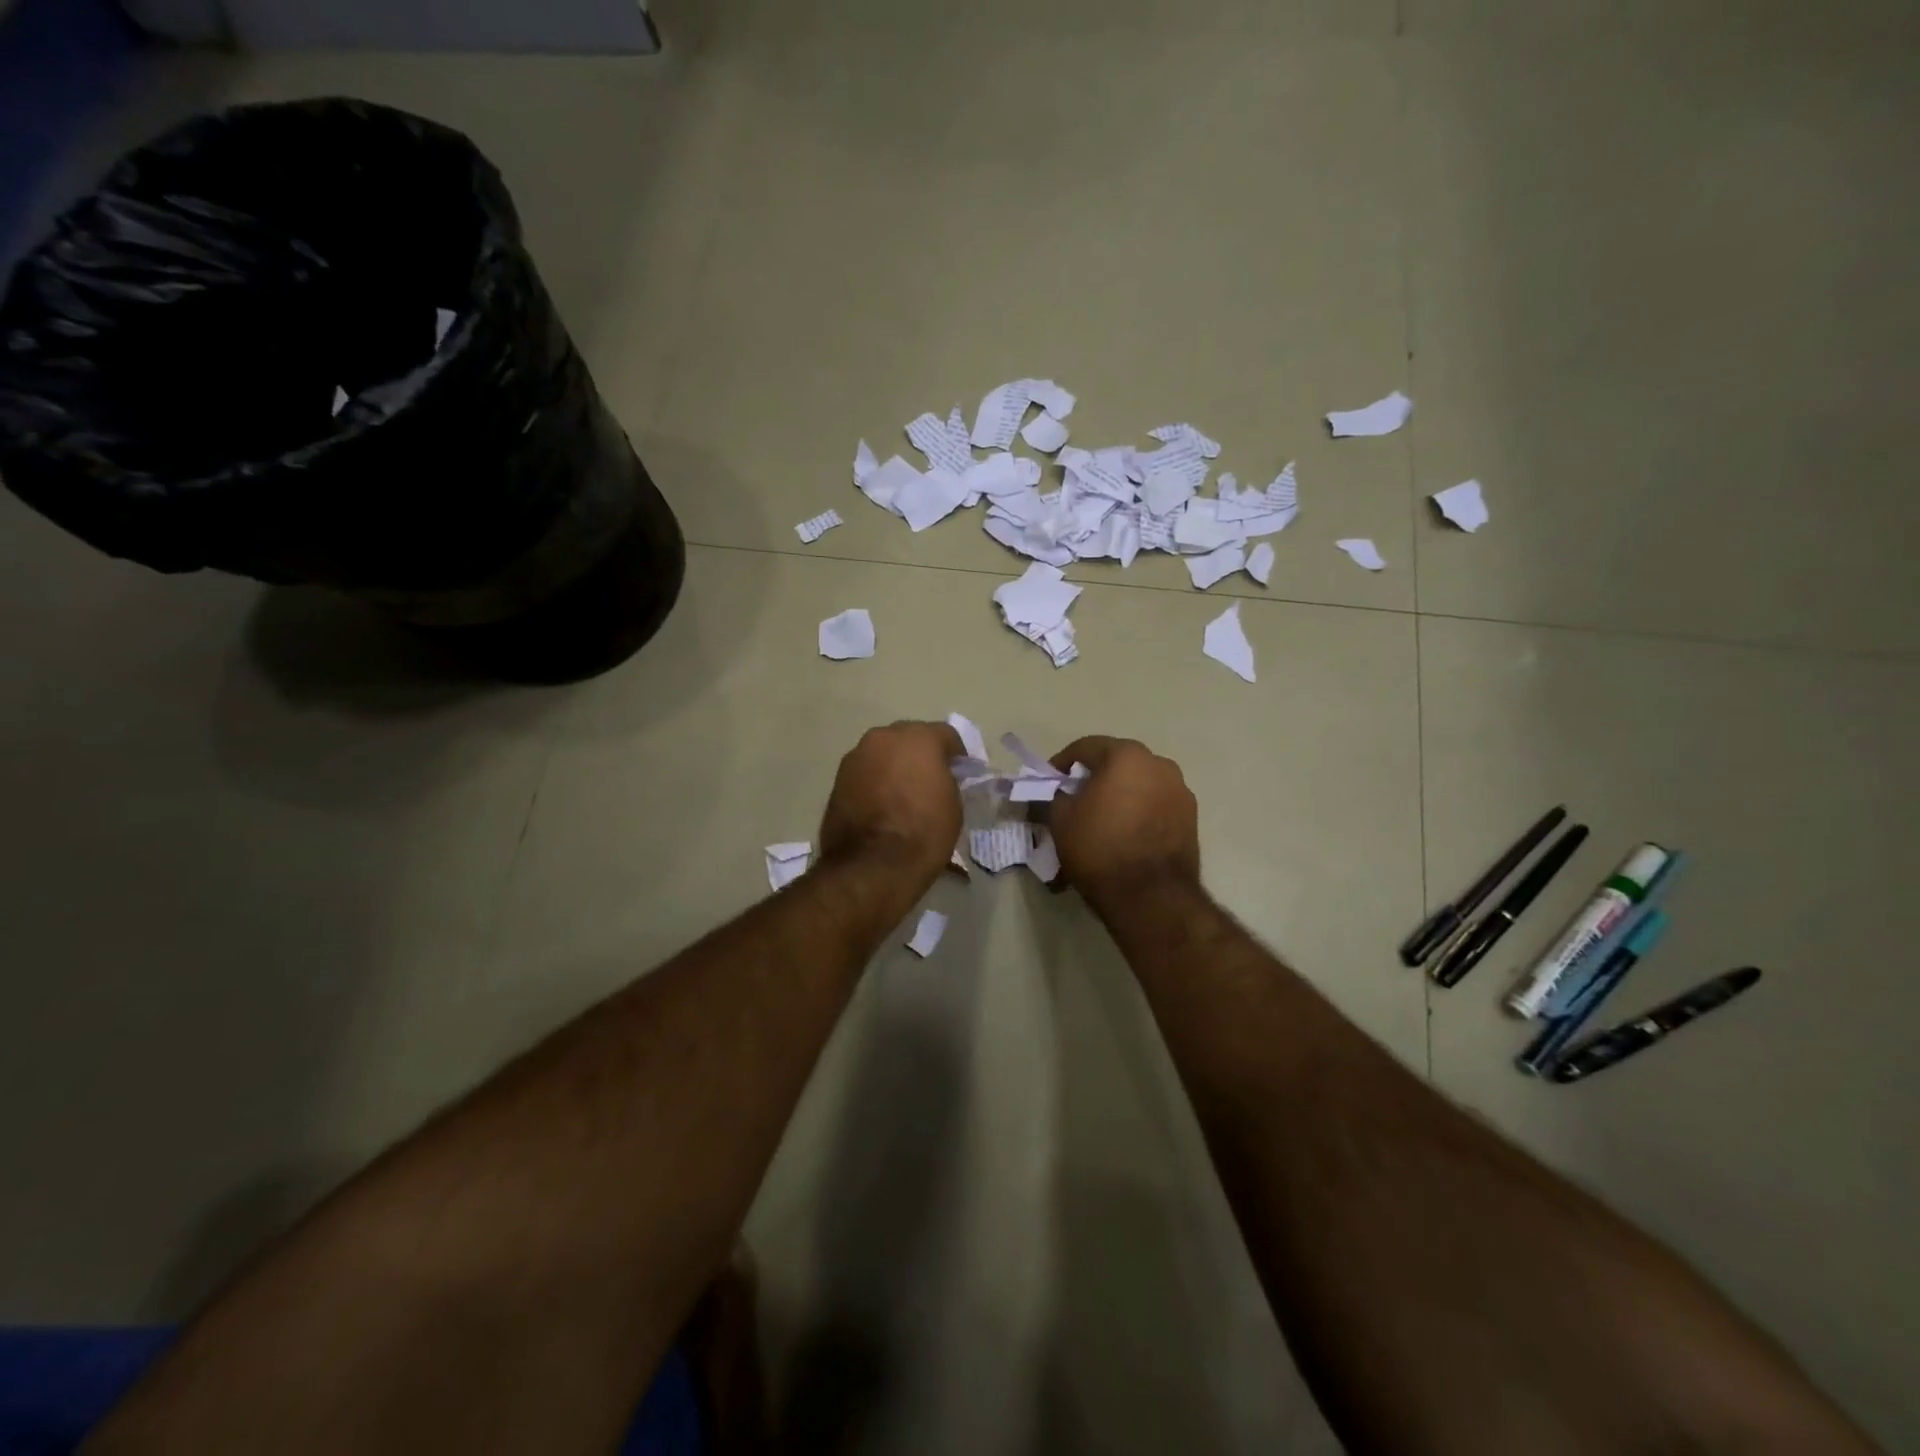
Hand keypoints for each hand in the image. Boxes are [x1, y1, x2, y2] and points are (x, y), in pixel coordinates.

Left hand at [818, 721, 965, 887]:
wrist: (871, 866)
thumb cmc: (923, 833)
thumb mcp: (954, 805)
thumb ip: (947, 780)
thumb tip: (939, 779)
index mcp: (919, 738)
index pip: (946, 735)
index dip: (957, 756)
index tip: (962, 774)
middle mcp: (884, 737)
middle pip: (910, 738)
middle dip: (922, 755)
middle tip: (931, 781)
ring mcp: (857, 756)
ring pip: (884, 754)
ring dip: (895, 766)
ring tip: (904, 794)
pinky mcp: (838, 778)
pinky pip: (866, 772)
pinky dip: (876, 781)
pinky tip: (883, 805)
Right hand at [1047, 736, 1200, 907]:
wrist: (1151, 896)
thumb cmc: (1100, 848)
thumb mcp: (1060, 819)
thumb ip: (1054, 795)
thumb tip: (1059, 793)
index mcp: (1127, 755)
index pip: (1086, 747)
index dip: (1062, 763)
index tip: (1049, 782)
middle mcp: (1159, 764)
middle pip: (1116, 763)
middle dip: (1094, 778)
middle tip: (1074, 801)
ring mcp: (1180, 791)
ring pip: (1139, 785)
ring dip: (1119, 795)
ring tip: (1101, 821)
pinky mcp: (1191, 819)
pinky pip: (1155, 806)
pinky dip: (1138, 813)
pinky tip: (1124, 835)